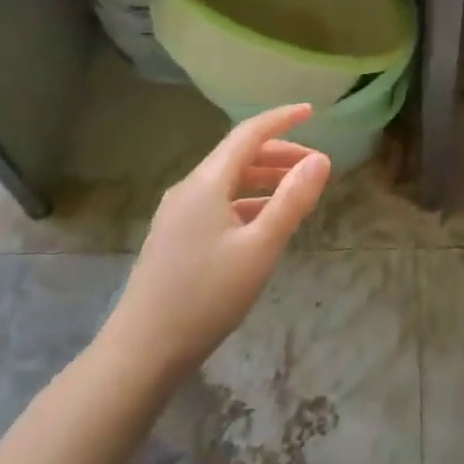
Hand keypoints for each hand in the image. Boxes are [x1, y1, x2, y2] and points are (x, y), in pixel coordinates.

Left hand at [105, 105, 331, 380]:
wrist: (142, 351)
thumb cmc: (206, 296)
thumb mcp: (260, 248)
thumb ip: (292, 200)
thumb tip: (321, 159)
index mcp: (206, 182)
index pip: (248, 134)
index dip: (282, 120)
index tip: (311, 111)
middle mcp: (189, 189)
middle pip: (239, 156)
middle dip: (279, 154)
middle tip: (316, 166)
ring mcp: (178, 214)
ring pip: (228, 181)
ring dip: (265, 179)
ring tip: (298, 193)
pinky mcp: (175, 237)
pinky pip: (218, 204)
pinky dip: (248, 202)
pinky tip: (265, 224)